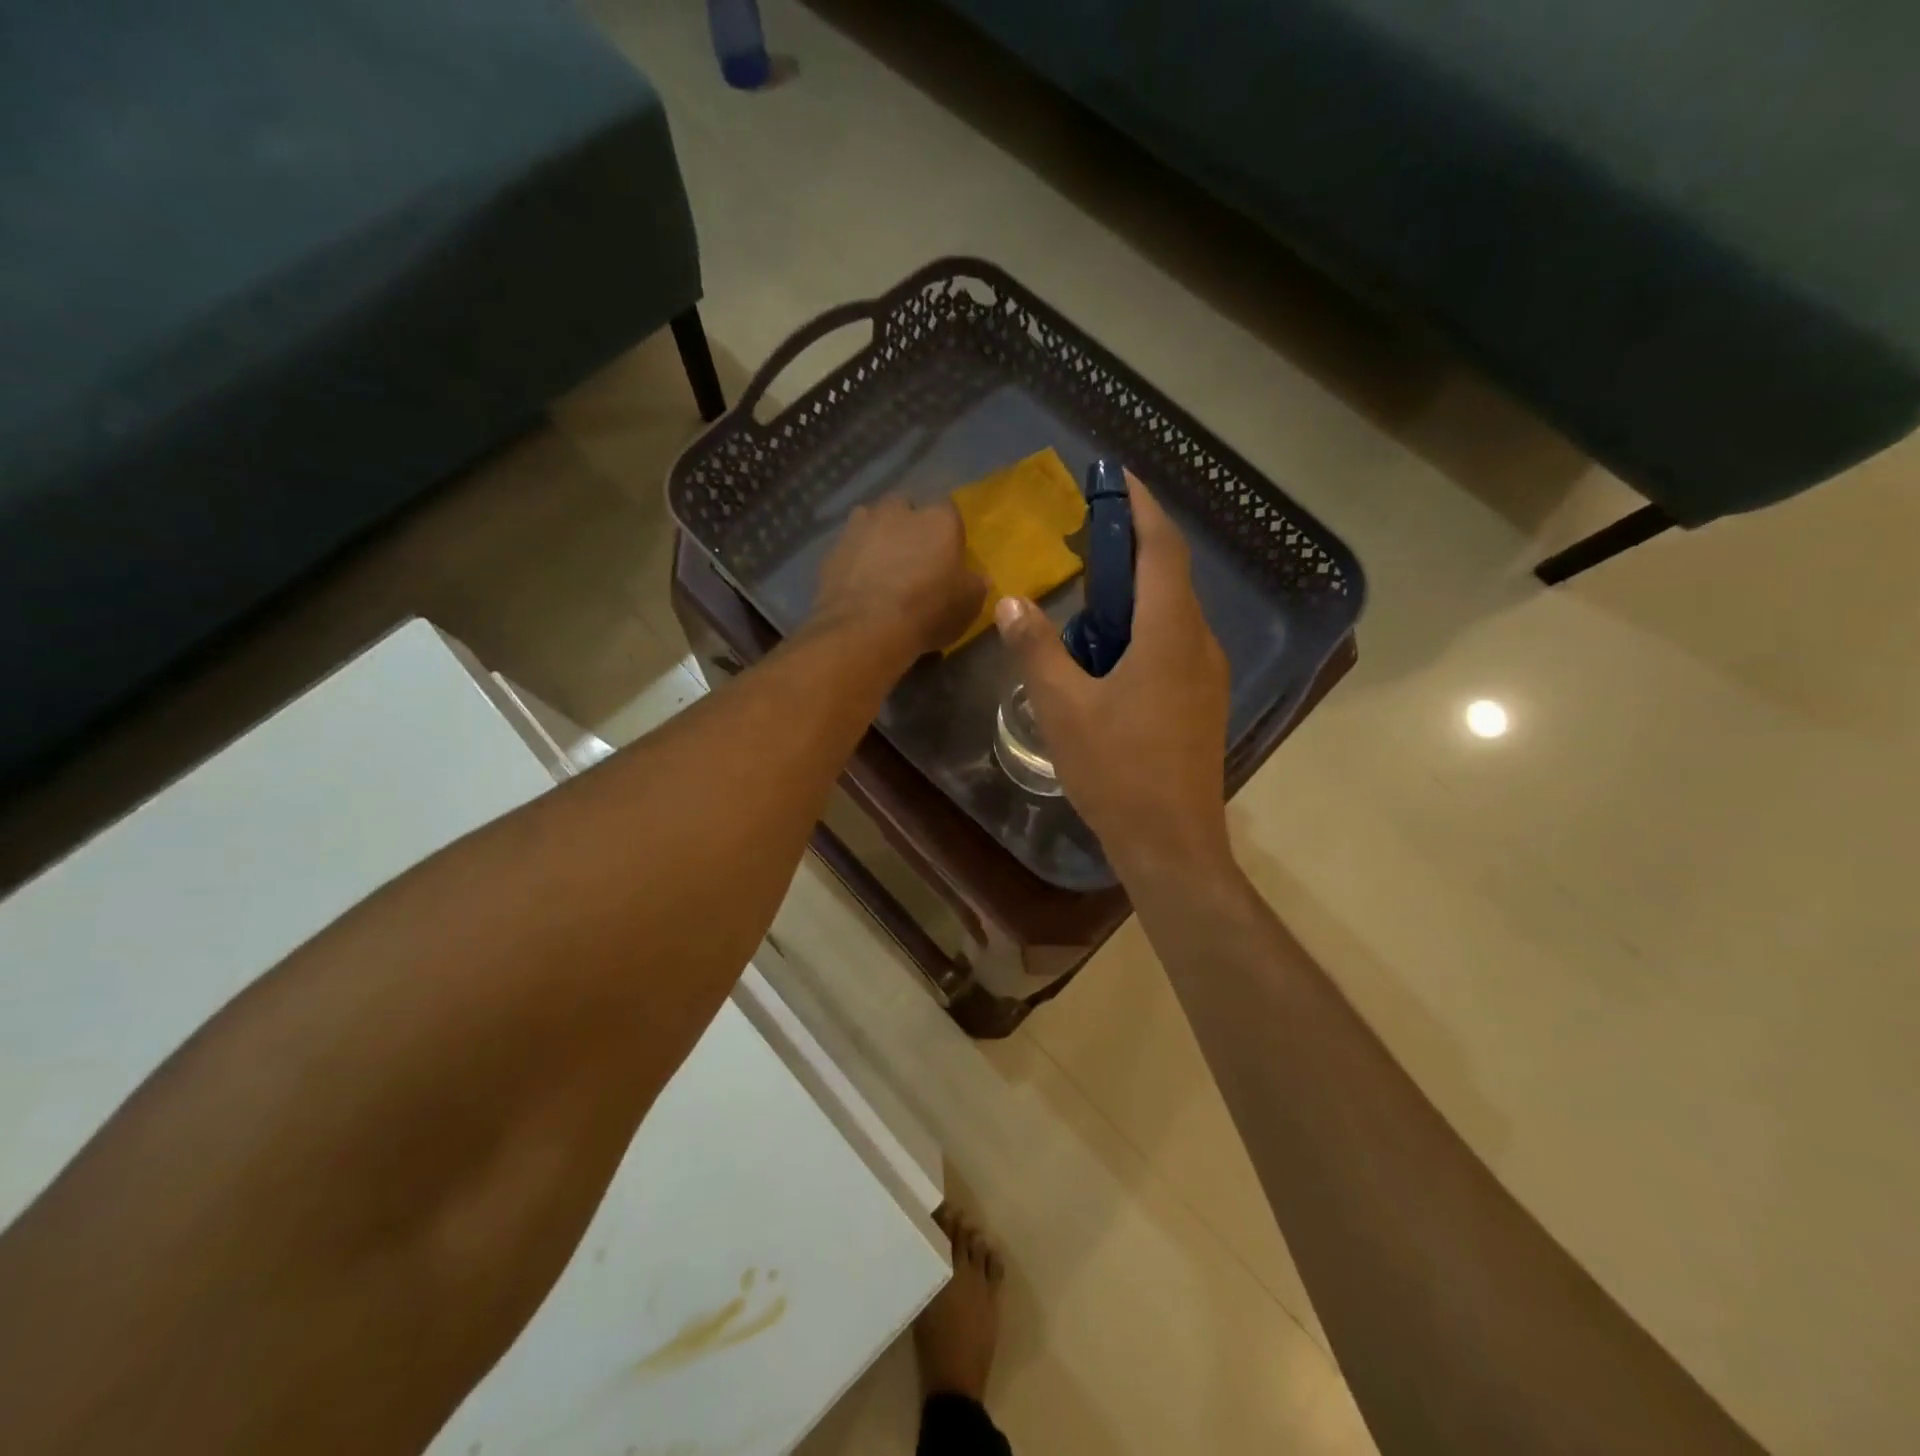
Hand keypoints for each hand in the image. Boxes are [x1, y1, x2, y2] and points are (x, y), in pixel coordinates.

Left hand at [812, 495, 985, 659]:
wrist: (865, 628)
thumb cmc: (927, 611)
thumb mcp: (968, 605)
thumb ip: (974, 585)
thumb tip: (978, 577)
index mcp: (938, 519)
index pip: (949, 512)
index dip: (948, 533)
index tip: (947, 554)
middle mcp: (898, 511)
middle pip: (905, 507)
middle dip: (908, 524)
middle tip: (912, 556)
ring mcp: (861, 526)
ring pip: (872, 520)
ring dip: (878, 535)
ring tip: (881, 565)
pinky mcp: (833, 548)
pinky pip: (849, 547)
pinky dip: (855, 558)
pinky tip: (858, 582)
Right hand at [994, 474, 1232, 877]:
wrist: (1171, 842)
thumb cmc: (1117, 771)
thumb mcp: (1063, 707)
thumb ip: (1036, 648)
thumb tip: (1012, 601)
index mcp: (1169, 634)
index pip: (1162, 549)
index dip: (1142, 507)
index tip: (1117, 479)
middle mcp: (1199, 643)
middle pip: (1171, 576)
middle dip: (1133, 548)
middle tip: (1087, 541)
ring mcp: (1207, 674)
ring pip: (1173, 613)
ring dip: (1137, 593)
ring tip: (1090, 597)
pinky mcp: (1203, 701)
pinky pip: (1175, 643)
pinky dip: (1144, 628)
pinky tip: (1110, 653)